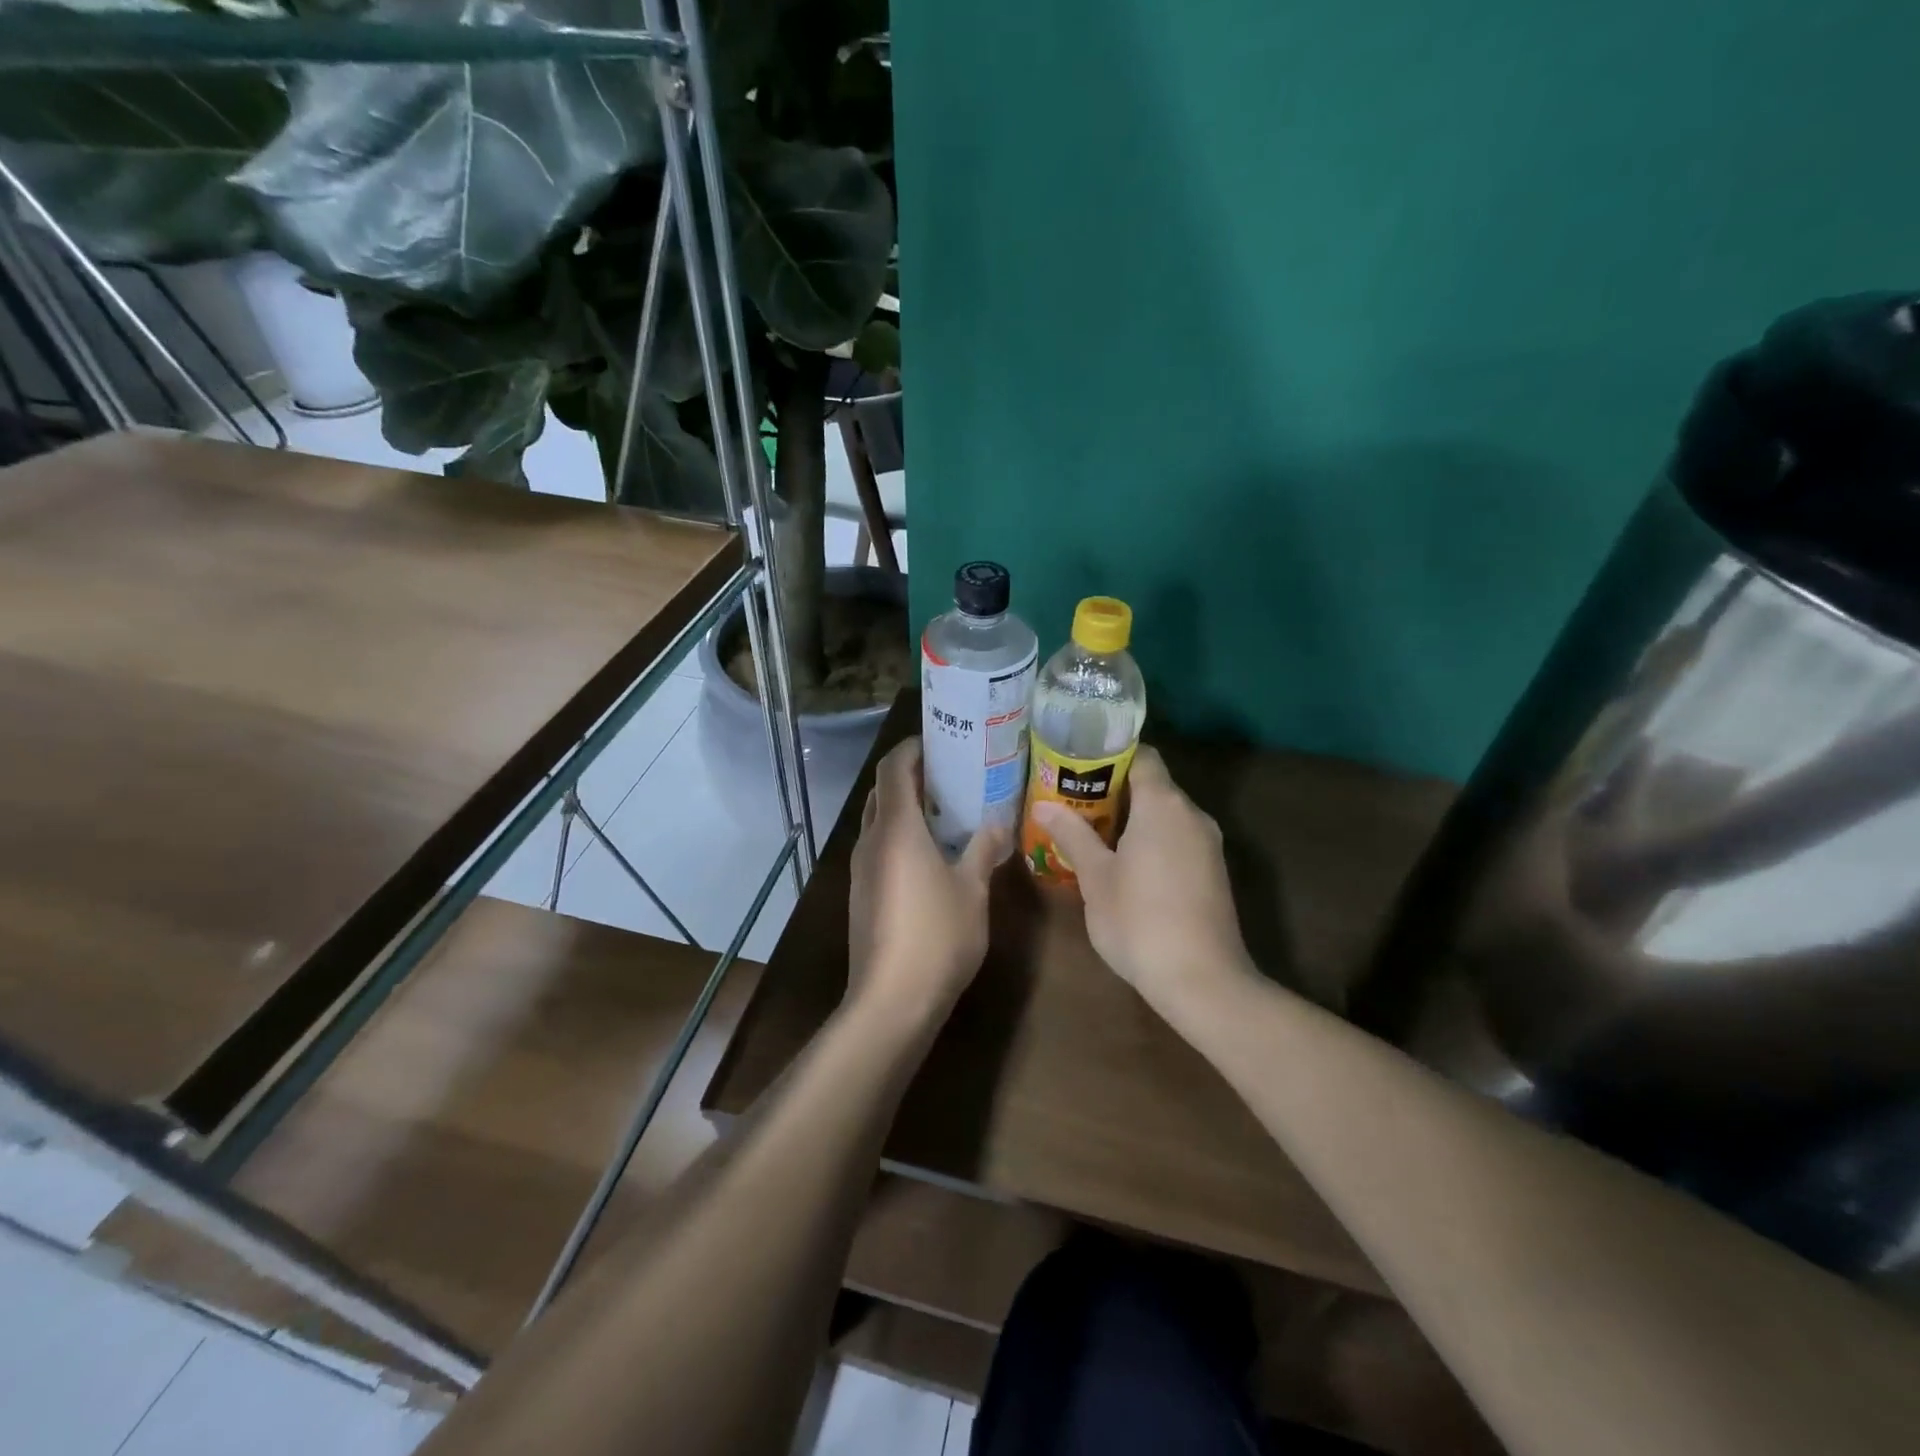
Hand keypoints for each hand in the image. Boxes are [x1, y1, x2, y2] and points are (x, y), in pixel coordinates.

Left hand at [847, 738, 1007, 1025]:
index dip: (912, 748)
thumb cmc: (936, 936)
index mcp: (895, 828)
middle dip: (912, 776)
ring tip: (947, 811)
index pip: (893, 767)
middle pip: (883, 791)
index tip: (940, 741)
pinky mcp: (861, 894)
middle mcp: (870, 840)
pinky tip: (931, 855)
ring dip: (906, 808)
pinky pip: (879, 848)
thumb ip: (983, 849)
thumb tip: (999, 822)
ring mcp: (860, 869)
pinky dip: (901, 836)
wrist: (891, 1001)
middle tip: (951, 774)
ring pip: (879, 821)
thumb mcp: (972, 889)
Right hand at [1034, 746, 1252, 1015]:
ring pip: (1166, 813)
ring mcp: (1208, 843)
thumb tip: (1043, 805)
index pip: (1141, 756)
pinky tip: (1125, 863)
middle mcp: (1192, 814)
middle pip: (1153, 784)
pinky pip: (1178, 837)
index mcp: (1163, 804)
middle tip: (1073, 801)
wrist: (1202, 980)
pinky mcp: (1213, 871)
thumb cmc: (1139, 921)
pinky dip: (1152, 838)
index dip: (1109, 755)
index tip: (1077, 765)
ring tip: (1091, 831)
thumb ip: (1072, 835)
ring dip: (1133, 817)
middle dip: (1113, 789)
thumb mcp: (1096, 878)